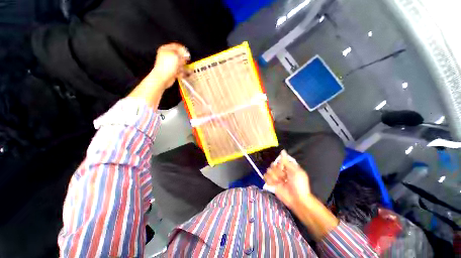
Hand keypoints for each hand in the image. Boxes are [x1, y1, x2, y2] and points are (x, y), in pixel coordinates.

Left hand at [150, 43, 190, 88]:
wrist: (163, 78)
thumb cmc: (168, 66)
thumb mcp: (176, 55)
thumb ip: (182, 53)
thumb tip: (185, 54)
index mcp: (165, 49)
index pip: (176, 46)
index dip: (183, 50)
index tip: (187, 54)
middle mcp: (167, 56)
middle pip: (179, 56)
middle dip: (183, 60)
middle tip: (185, 62)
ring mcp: (169, 64)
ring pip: (180, 64)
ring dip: (183, 67)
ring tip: (183, 69)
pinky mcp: (171, 71)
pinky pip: (179, 71)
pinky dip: (182, 73)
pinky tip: (182, 74)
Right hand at [264, 150, 311, 209]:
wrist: (297, 199)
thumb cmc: (299, 184)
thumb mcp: (295, 171)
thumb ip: (286, 161)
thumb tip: (283, 151)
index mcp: (286, 167)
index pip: (278, 160)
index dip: (280, 164)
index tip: (284, 169)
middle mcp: (280, 171)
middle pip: (272, 165)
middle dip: (278, 172)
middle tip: (284, 178)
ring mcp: (275, 177)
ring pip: (268, 171)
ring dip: (275, 177)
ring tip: (281, 182)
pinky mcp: (271, 183)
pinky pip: (265, 177)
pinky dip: (270, 181)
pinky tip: (275, 184)